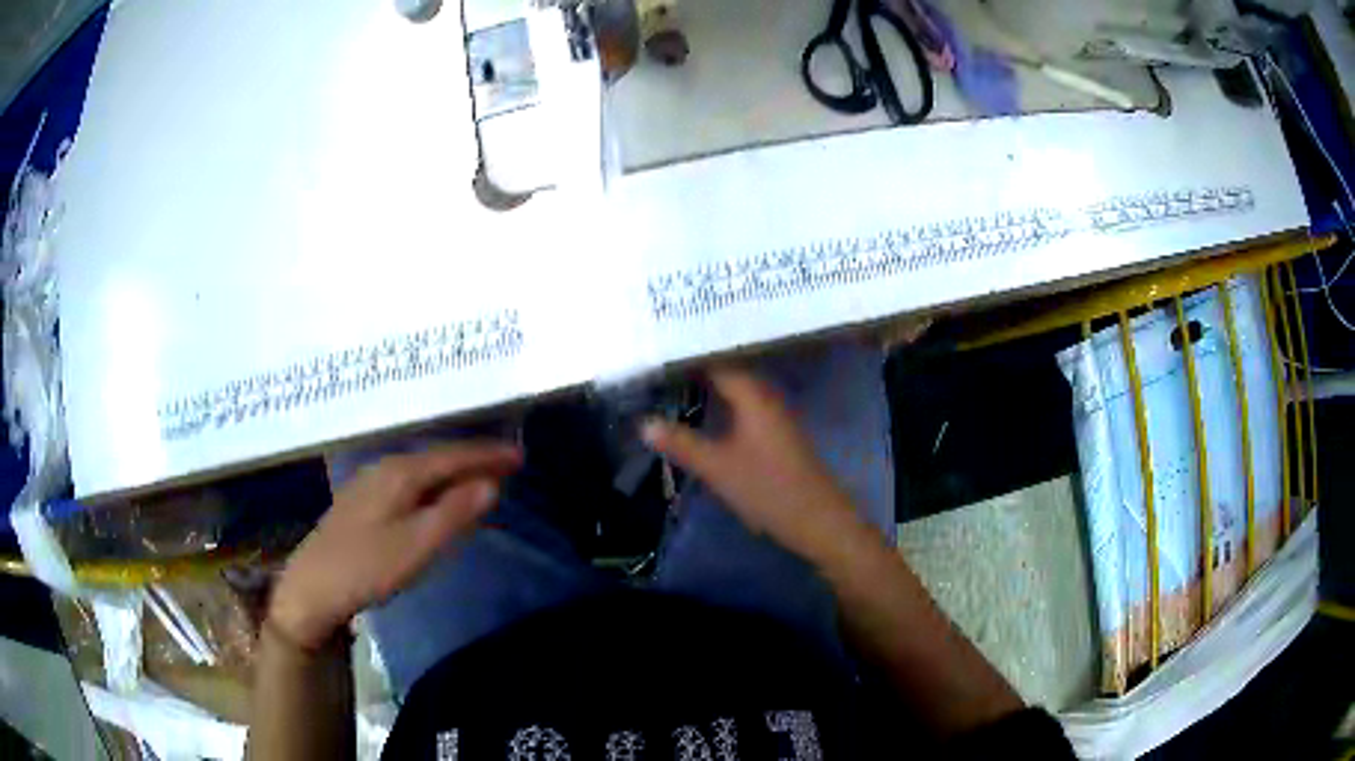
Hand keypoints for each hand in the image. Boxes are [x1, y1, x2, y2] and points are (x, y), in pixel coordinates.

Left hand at [269, 442, 521, 649]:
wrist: (312, 588)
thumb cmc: (366, 568)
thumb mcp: (416, 546)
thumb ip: (455, 514)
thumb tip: (492, 483)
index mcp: (400, 473)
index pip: (452, 455)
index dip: (487, 454)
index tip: (521, 455)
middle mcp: (384, 468)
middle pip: (437, 457)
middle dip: (473, 459)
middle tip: (509, 464)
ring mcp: (369, 483)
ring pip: (421, 469)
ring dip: (453, 471)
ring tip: (481, 476)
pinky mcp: (361, 501)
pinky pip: (408, 481)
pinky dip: (433, 484)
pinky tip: (436, 496)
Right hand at [642, 368, 856, 559]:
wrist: (818, 520)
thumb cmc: (768, 489)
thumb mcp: (717, 468)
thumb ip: (681, 443)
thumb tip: (644, 422)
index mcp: (754, 396)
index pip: (718, 361)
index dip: (689, 356)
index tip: (658, 353)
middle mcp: (768, 397)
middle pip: (731, 370)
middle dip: (699, 367)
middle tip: (662, 365)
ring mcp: (777, 416)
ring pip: (740, 389)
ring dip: (713, 385)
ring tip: (677, 382)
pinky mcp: (779, 434)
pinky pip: (747, 405)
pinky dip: (726, 403)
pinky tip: (708, 413)